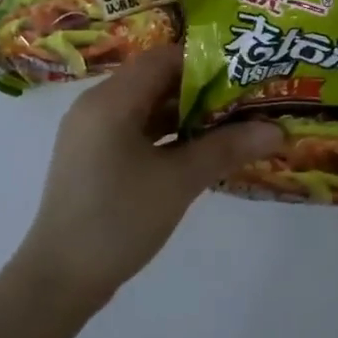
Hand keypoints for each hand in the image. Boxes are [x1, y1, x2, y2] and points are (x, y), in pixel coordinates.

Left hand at [15, 46, 282, 298]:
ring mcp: (92, 134)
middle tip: (247, 99)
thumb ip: (227, 148)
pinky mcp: (94, 159)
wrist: (61, 279)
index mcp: (110, 100)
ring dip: (187, 114)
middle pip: (155, 81)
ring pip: (147, 108)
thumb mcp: (179, 181)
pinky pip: (136, 132)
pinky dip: (168, 135)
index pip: (163, 58)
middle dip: (203, 89)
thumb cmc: (119, 219)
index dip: (206, 60)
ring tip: (233, 123)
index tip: (245, 72)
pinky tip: (201, 150)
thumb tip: (277, 129)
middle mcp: (96, 107)